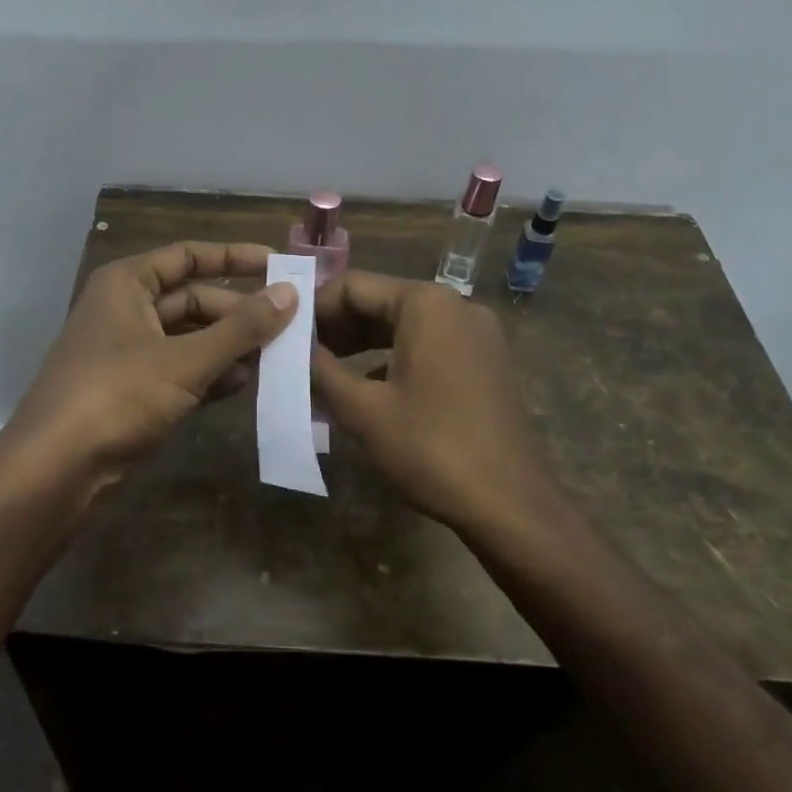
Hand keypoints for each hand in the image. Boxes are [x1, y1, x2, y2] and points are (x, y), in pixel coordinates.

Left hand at [7, 241, 296, 491]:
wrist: (53, 472)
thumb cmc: (116, 397)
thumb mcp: (185, 360)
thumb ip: (241, 327)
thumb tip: (291, 293)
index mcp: (127, 284)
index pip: (189, 255)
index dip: (235, 258)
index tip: (280, 267)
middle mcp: (125, 309)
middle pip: (194, 299)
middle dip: (239, 315)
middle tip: (290, 328)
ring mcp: (127, 352)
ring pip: (190, 338)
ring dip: (230, 348)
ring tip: (278, 360)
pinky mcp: (131, 390)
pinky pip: (180, 370)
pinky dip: (211, 375)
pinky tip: (246, 386)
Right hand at [314, 271, 552, 530]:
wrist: (510, 505)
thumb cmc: (430, 448)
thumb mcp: (363, 409)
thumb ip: (321, 369)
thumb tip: (291, 348)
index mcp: (426, 303)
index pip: (353, 286)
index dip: (312, 308)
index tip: (282, 333)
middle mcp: (455, 305)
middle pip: (379, 302)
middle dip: (336, 328)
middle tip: (297, 355)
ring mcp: (476, 334)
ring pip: (403, 325)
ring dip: (361, 345)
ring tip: (322, 372)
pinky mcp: (484, 362)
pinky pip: (427, 346)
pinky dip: (392, 359)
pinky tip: (366, 388)